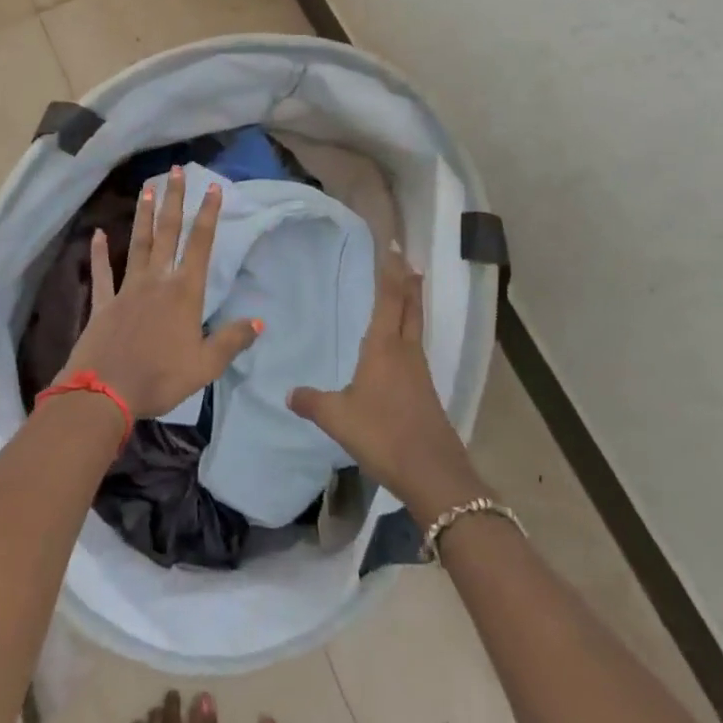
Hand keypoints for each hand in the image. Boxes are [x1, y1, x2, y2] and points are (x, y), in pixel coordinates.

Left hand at [61, 166, 262, 420]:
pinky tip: (97, 234)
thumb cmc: (161, 377)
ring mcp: (127, 289)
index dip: (208, 215)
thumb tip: (260, 320)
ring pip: (139, 244)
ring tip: (147, 189)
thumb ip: (233, 340)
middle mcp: (157, 281)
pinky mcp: (104, 303)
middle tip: (175, 171)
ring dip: (144, 216)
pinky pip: (103, 273)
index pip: (201, 245)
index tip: (212, 187)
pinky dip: (100, 253)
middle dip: (174, 201)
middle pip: (168, 233)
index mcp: (185, 293)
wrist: (106, 392)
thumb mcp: (206, 365)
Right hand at [286, 251, 481, 520]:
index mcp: (384, 348)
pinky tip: (399, 347)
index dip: (391, 272)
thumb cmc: (383, 435)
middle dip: (407, 282)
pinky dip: (409, 333)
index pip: (389, 299)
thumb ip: (312, 402)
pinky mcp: (425, 392)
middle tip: (406, 260)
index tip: (393, 248)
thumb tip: (289, 392)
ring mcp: (419, 372)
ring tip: (405, 291)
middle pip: (410, 308)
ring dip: (411, 305)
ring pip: (415, 327)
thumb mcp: (338, 418)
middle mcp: (406, 352)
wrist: (433, 473)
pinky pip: (415, 350)